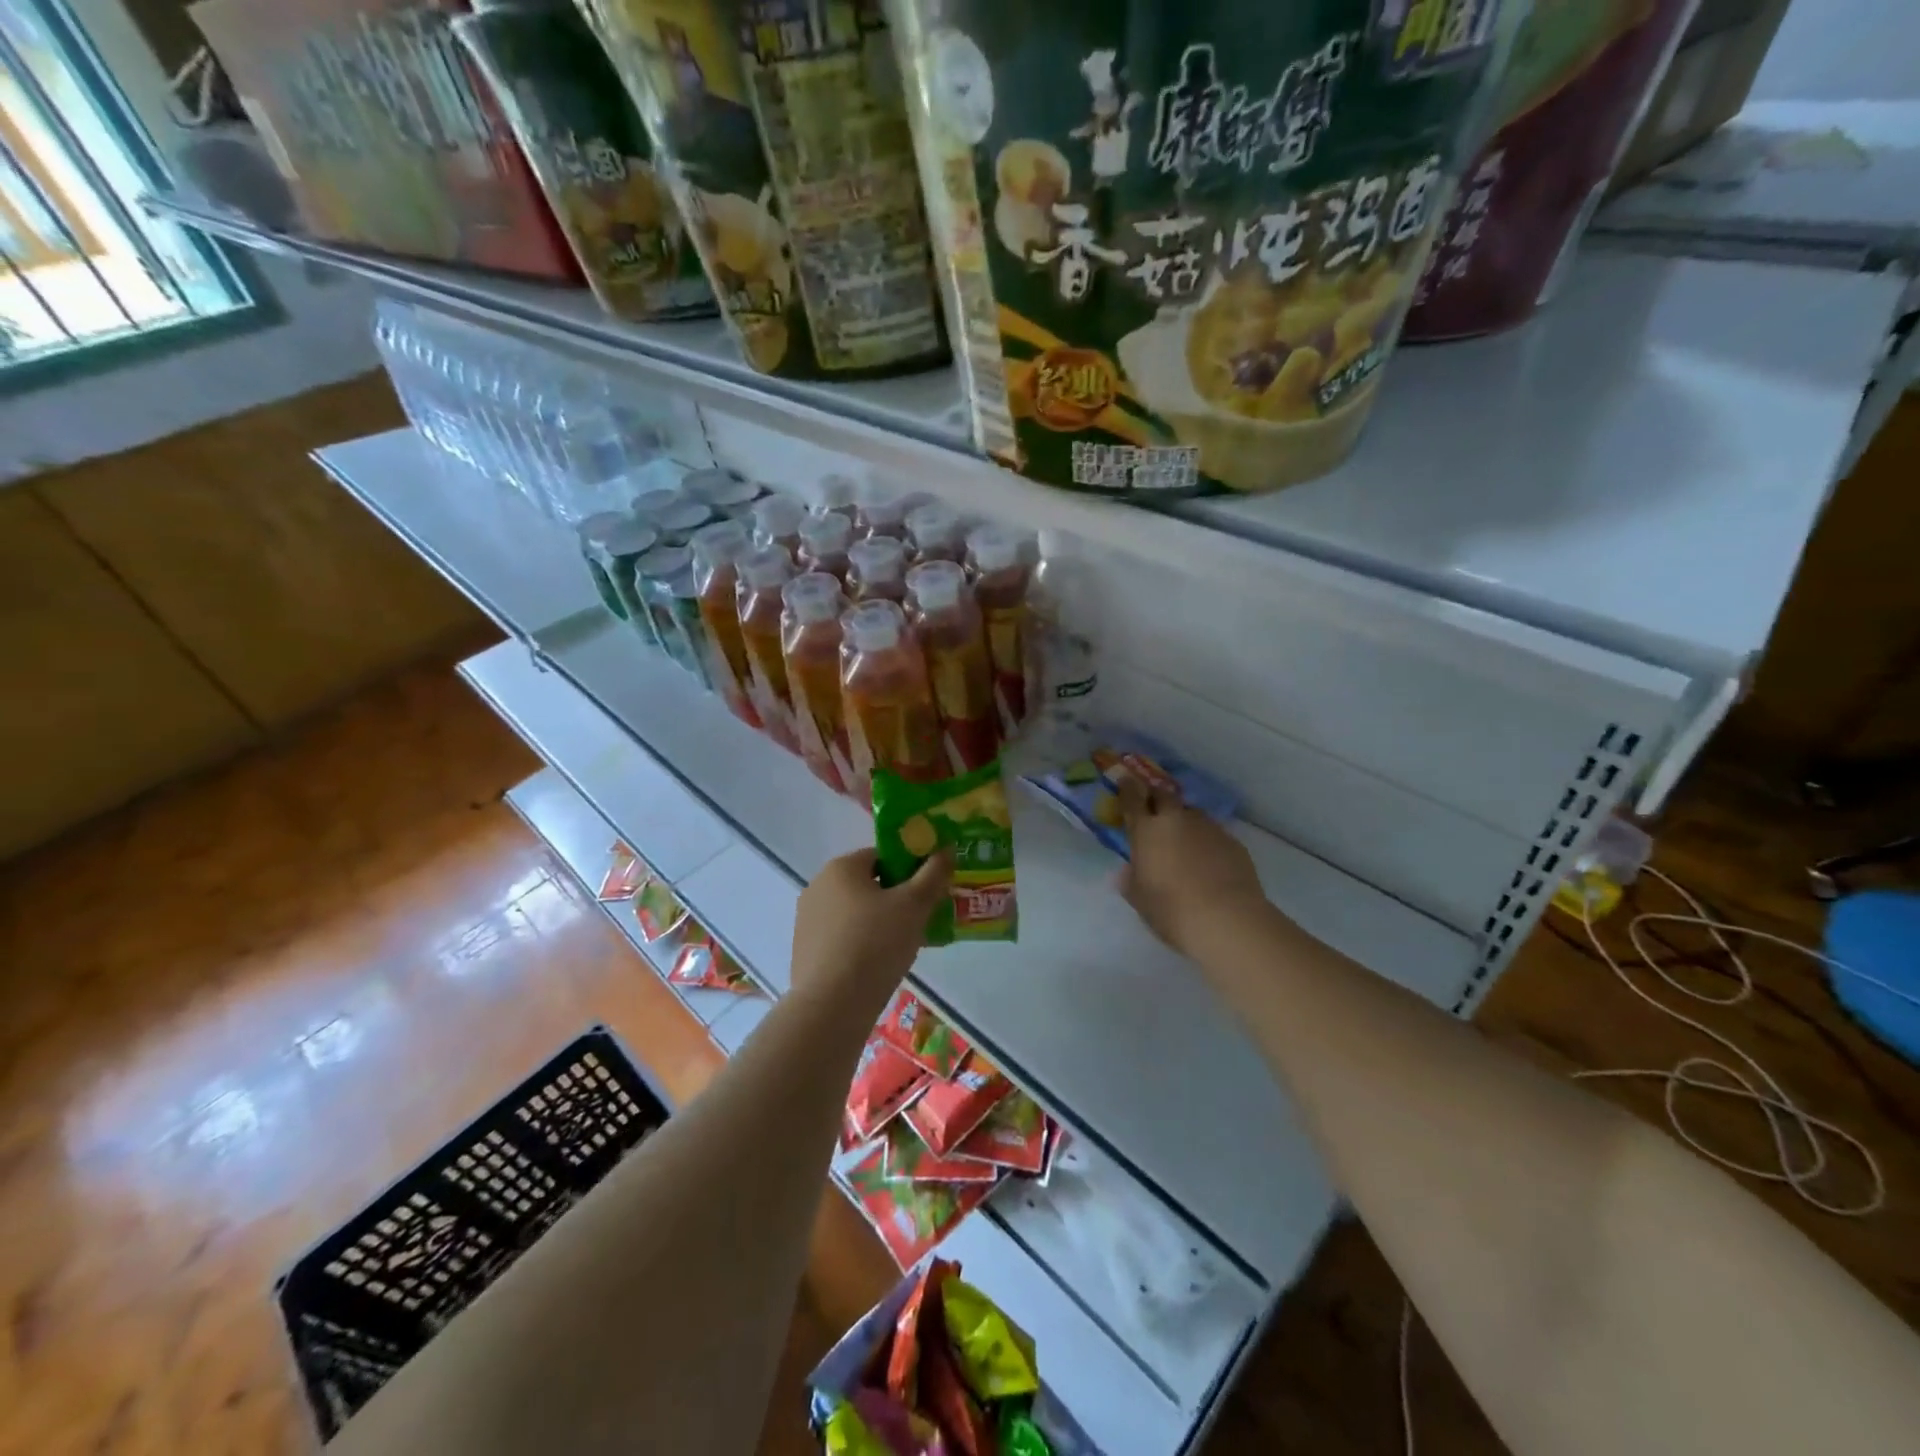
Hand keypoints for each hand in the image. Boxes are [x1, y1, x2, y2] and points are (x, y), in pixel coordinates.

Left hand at [790, 847, 952, 1007]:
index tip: (929, 891)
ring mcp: (807, 920)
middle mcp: (818, 886)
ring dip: (880, 922)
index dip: (910, 869)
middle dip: (897, 898)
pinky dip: (862, 944)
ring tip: (906, 946)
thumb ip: (934, 873)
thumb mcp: (914, 905)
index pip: (882, 856)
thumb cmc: (875, 944)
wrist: (831, 1006)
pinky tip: (879, 966)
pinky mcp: (805, 951)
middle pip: (868, 884)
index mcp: (841, 868)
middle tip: (922, 919)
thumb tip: (946, 848)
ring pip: (855, 913)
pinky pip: (842, 937)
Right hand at [1116, 774, 1265, 955]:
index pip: (1132, 799)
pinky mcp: (1233, 842)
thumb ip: (1130, 881)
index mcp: (1147, 831)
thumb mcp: (1140, 899)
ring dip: (1183, 819)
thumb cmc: (1171, 910)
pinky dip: (1206, 840)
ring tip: (1183, 839)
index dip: (1127, 788)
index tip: (1125, 780)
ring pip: (1191, 813)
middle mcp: (1177, 820)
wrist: (1227, 920)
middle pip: (1164, 795)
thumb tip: (1126, 872)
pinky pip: (1213, 833)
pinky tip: (1209, 861)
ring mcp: (1208, 828)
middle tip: (1153, 808)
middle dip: (1156, 797)